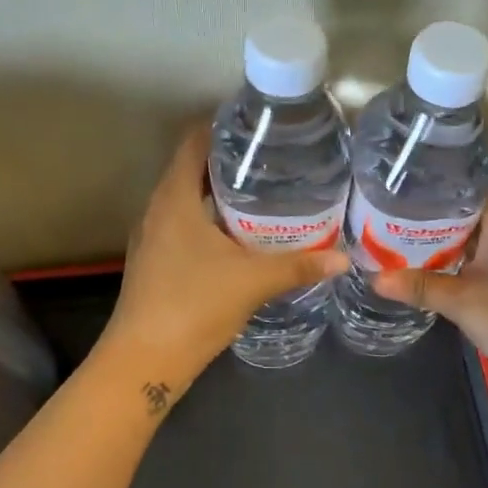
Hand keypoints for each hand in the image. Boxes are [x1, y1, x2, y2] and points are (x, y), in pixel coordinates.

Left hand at [103, 129, 349, 386]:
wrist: (145, 360)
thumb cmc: (194, 306)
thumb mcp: (253, 281)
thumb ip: (298, 266)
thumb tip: (343, 258)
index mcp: (174, 198)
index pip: (194, 142)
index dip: (223, 128)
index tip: (259, 128)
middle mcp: (157, 210)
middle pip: (192, 169)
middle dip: (230, 162)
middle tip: (273, 161)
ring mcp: (152, 237)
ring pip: (187, 200)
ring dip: (219, 194)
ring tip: (263, 194)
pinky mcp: (154, 261)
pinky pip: (183, 225)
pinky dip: (209, 220)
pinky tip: (240, 237)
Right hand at [373, 179, 487, 403]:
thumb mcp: (463, 303)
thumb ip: (419, 286)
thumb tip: (373, 278)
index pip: (477, 169)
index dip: (444, 161)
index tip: (406, 160)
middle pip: (472, 192)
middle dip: (434, 191)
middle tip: (389, 188)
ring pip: (475, 217)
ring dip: (443, 218)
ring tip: (398, 213)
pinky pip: (481, 238)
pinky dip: (455, 239)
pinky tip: (427, 248)